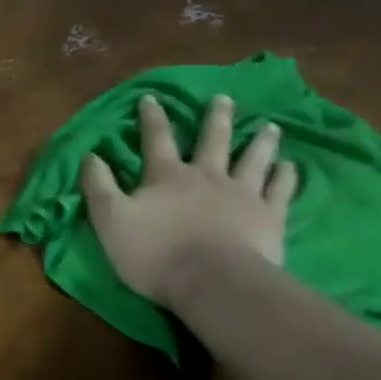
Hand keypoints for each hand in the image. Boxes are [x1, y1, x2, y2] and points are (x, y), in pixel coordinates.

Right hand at [79, 94, 297, 309]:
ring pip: (254, 159)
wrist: (212, 282)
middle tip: (224, 98)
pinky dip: (285, 176)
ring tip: (269, 126)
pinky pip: (280, 190)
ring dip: (260, 141)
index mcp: (167, 177)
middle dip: (216, 118)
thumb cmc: (154, 253)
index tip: (151, 97)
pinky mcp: (269, 217)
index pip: (156, 140)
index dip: (152, 118)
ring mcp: (243, 194)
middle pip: (213, 140)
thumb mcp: (110, 220)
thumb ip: (98, 187)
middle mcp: (207, 177)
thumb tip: (90, 155)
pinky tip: (290, 166)